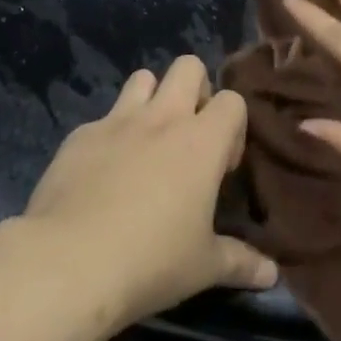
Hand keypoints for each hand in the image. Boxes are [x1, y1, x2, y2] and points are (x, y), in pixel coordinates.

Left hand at [19, 56, 277, 333]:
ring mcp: (117, 120)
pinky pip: (103, 118)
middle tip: (189, 138)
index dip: (232, 128)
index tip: (221, 168)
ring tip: (147, 145)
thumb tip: (273, 274)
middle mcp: (162, 117)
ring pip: (143, 78)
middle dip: (195, 90)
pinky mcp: (81, 134)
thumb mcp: (203, 268)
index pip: (232, 100)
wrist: (68, 262)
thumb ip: (240, 262)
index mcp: (200, 141)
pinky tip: (101, 176)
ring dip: (151, 100)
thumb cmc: (150, 261)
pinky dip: (110, 137)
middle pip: (188, 66)